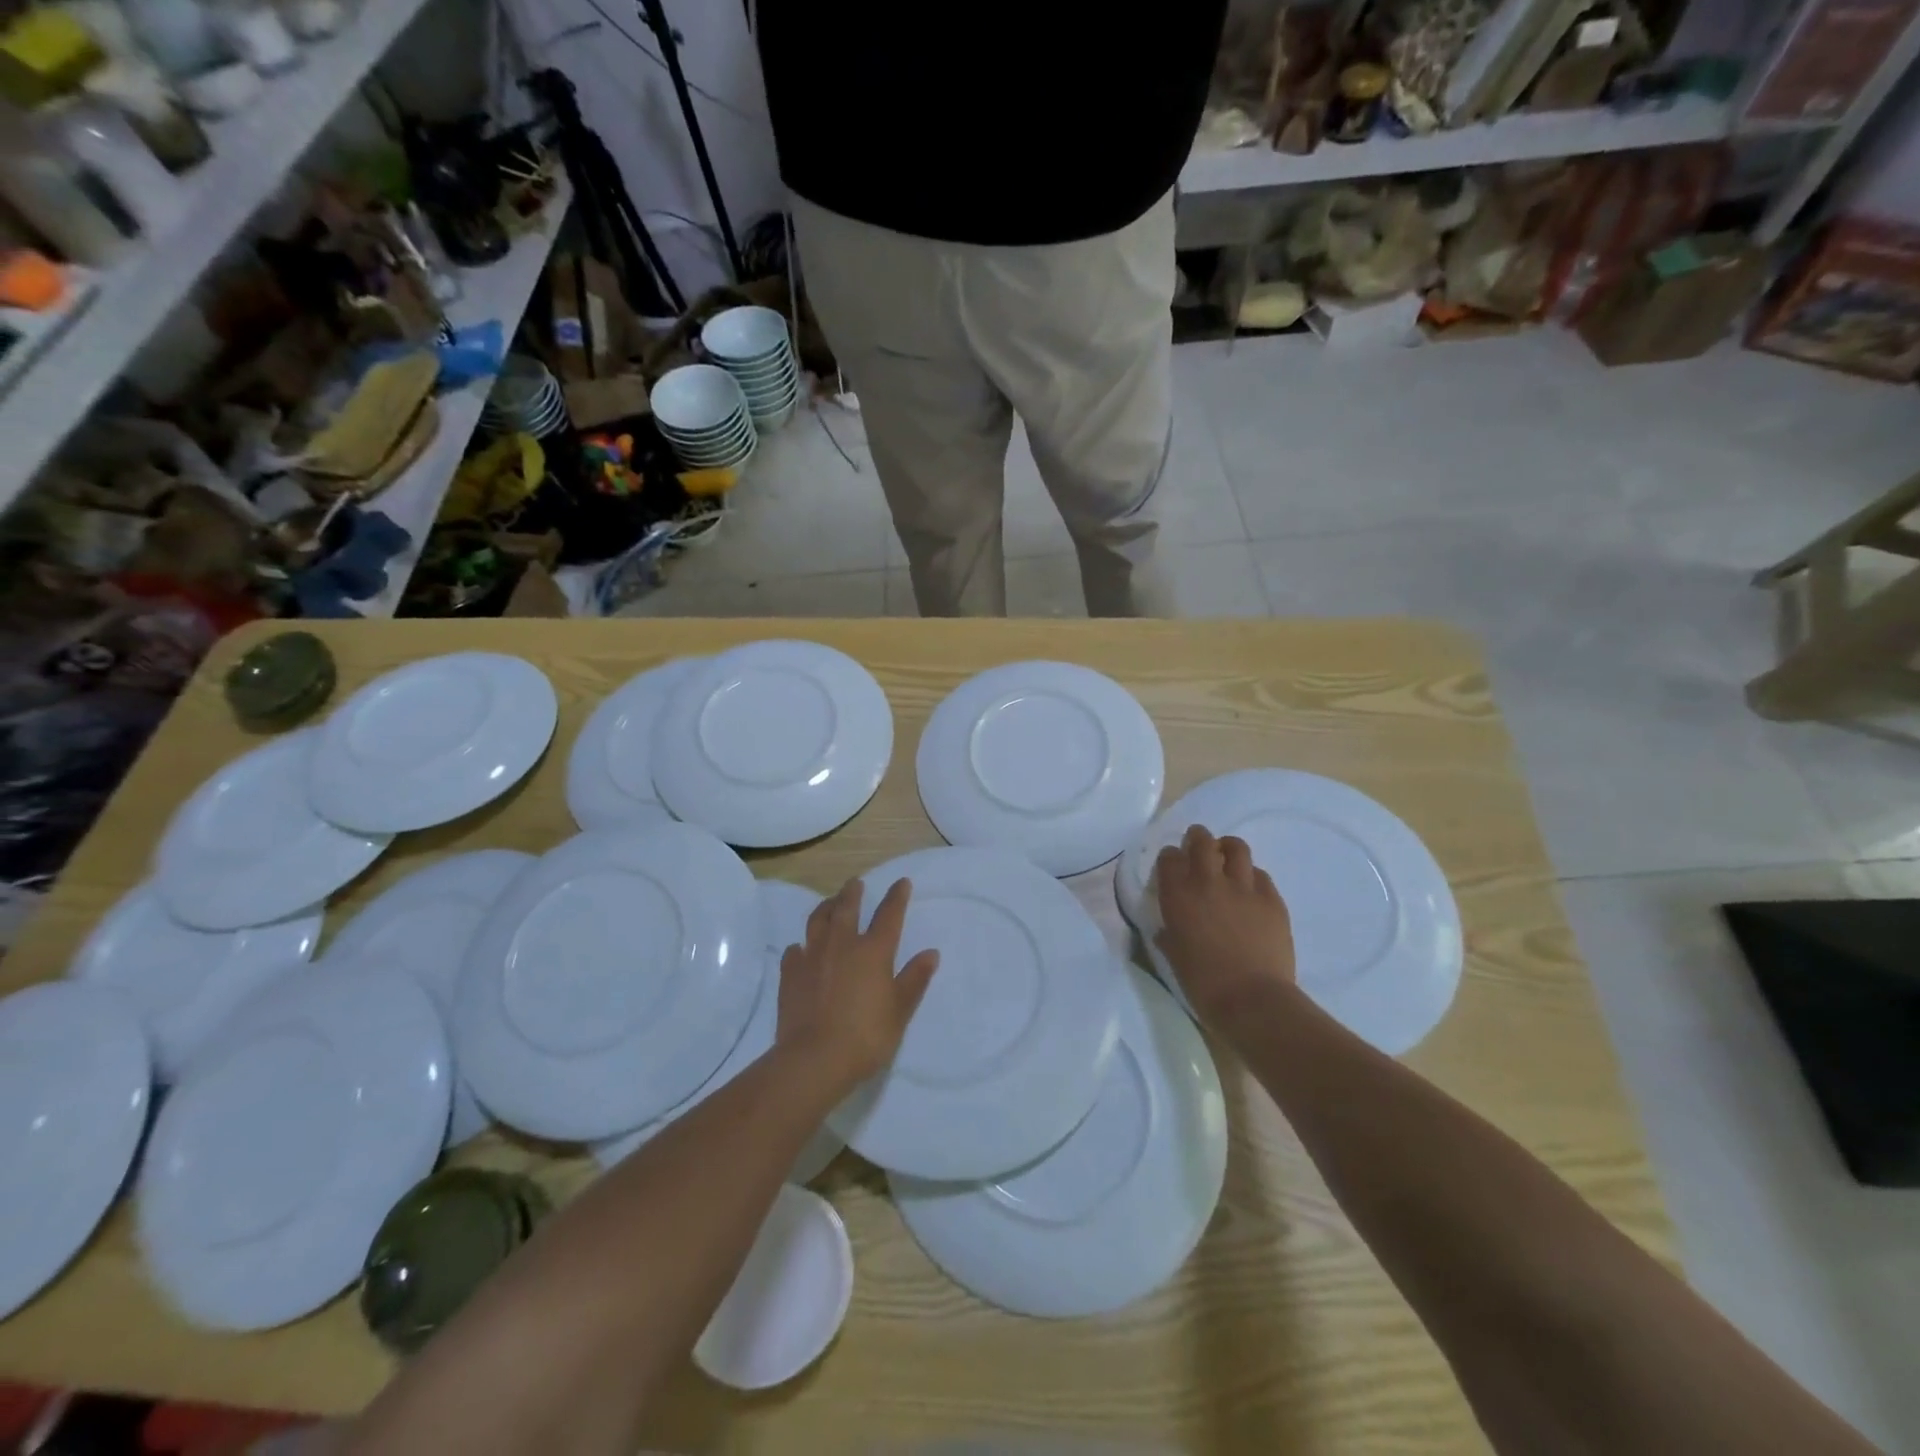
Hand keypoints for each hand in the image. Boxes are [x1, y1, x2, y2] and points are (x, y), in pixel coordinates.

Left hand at [775, 877, 939, 1092]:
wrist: (814, 1059)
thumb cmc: (866, 1036)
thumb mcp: (900, 1010)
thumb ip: (914, 979)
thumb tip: (931, 953)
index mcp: (873, 951)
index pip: (888, 914)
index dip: (897, 897)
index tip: (902, 882)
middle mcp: (842, 944)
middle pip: (847, 908)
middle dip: (853, 892)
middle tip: (855, 883)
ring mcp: (812, 956)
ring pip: (817, 921)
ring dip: (825, 907)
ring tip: (830, 903)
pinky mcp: (790, 974)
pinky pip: (795, 950)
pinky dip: (801, 946)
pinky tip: (802, 950)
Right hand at [1154, 826, 1295, 1025]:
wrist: (1252, 1000)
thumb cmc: (1203, 983)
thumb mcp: (1173, 956)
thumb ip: (1169, 934)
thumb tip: (1168, 930)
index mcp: (1178, 895)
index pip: (1169, 857)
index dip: (1170, 858)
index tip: (1173, 866)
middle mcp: (1208, 881)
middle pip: (1202, 840)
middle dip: (1197, 838)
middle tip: (1199, 847)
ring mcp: (1243, 887)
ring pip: (1236, 847)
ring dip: (1228, 848)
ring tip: (1227, 858)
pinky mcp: (1272, 899)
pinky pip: (1261, 875)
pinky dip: (1252, 877)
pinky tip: (1251, 891)